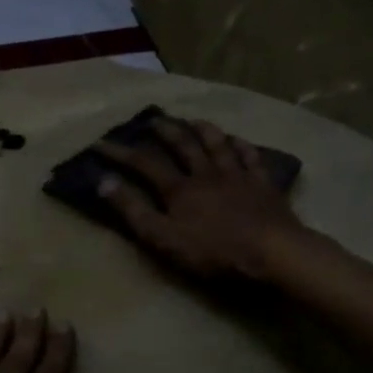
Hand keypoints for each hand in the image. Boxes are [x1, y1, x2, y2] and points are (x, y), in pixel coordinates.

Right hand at [94, 116, 309, 283]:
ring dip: (203, 130)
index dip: (120, 153)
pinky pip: (251, 158)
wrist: (272, 252)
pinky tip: (238, 140)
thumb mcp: (164, 238)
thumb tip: (104, 181)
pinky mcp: (263, 185)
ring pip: (217, 145)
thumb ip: (133, 211)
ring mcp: (237, 176)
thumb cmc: (214, 251)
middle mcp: (206, 174)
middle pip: (183, 145)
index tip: (100, 143)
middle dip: (165, 131)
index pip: (144, 164)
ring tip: (193, 120)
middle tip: (152, 119)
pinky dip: (242, 146)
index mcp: (179, 189)